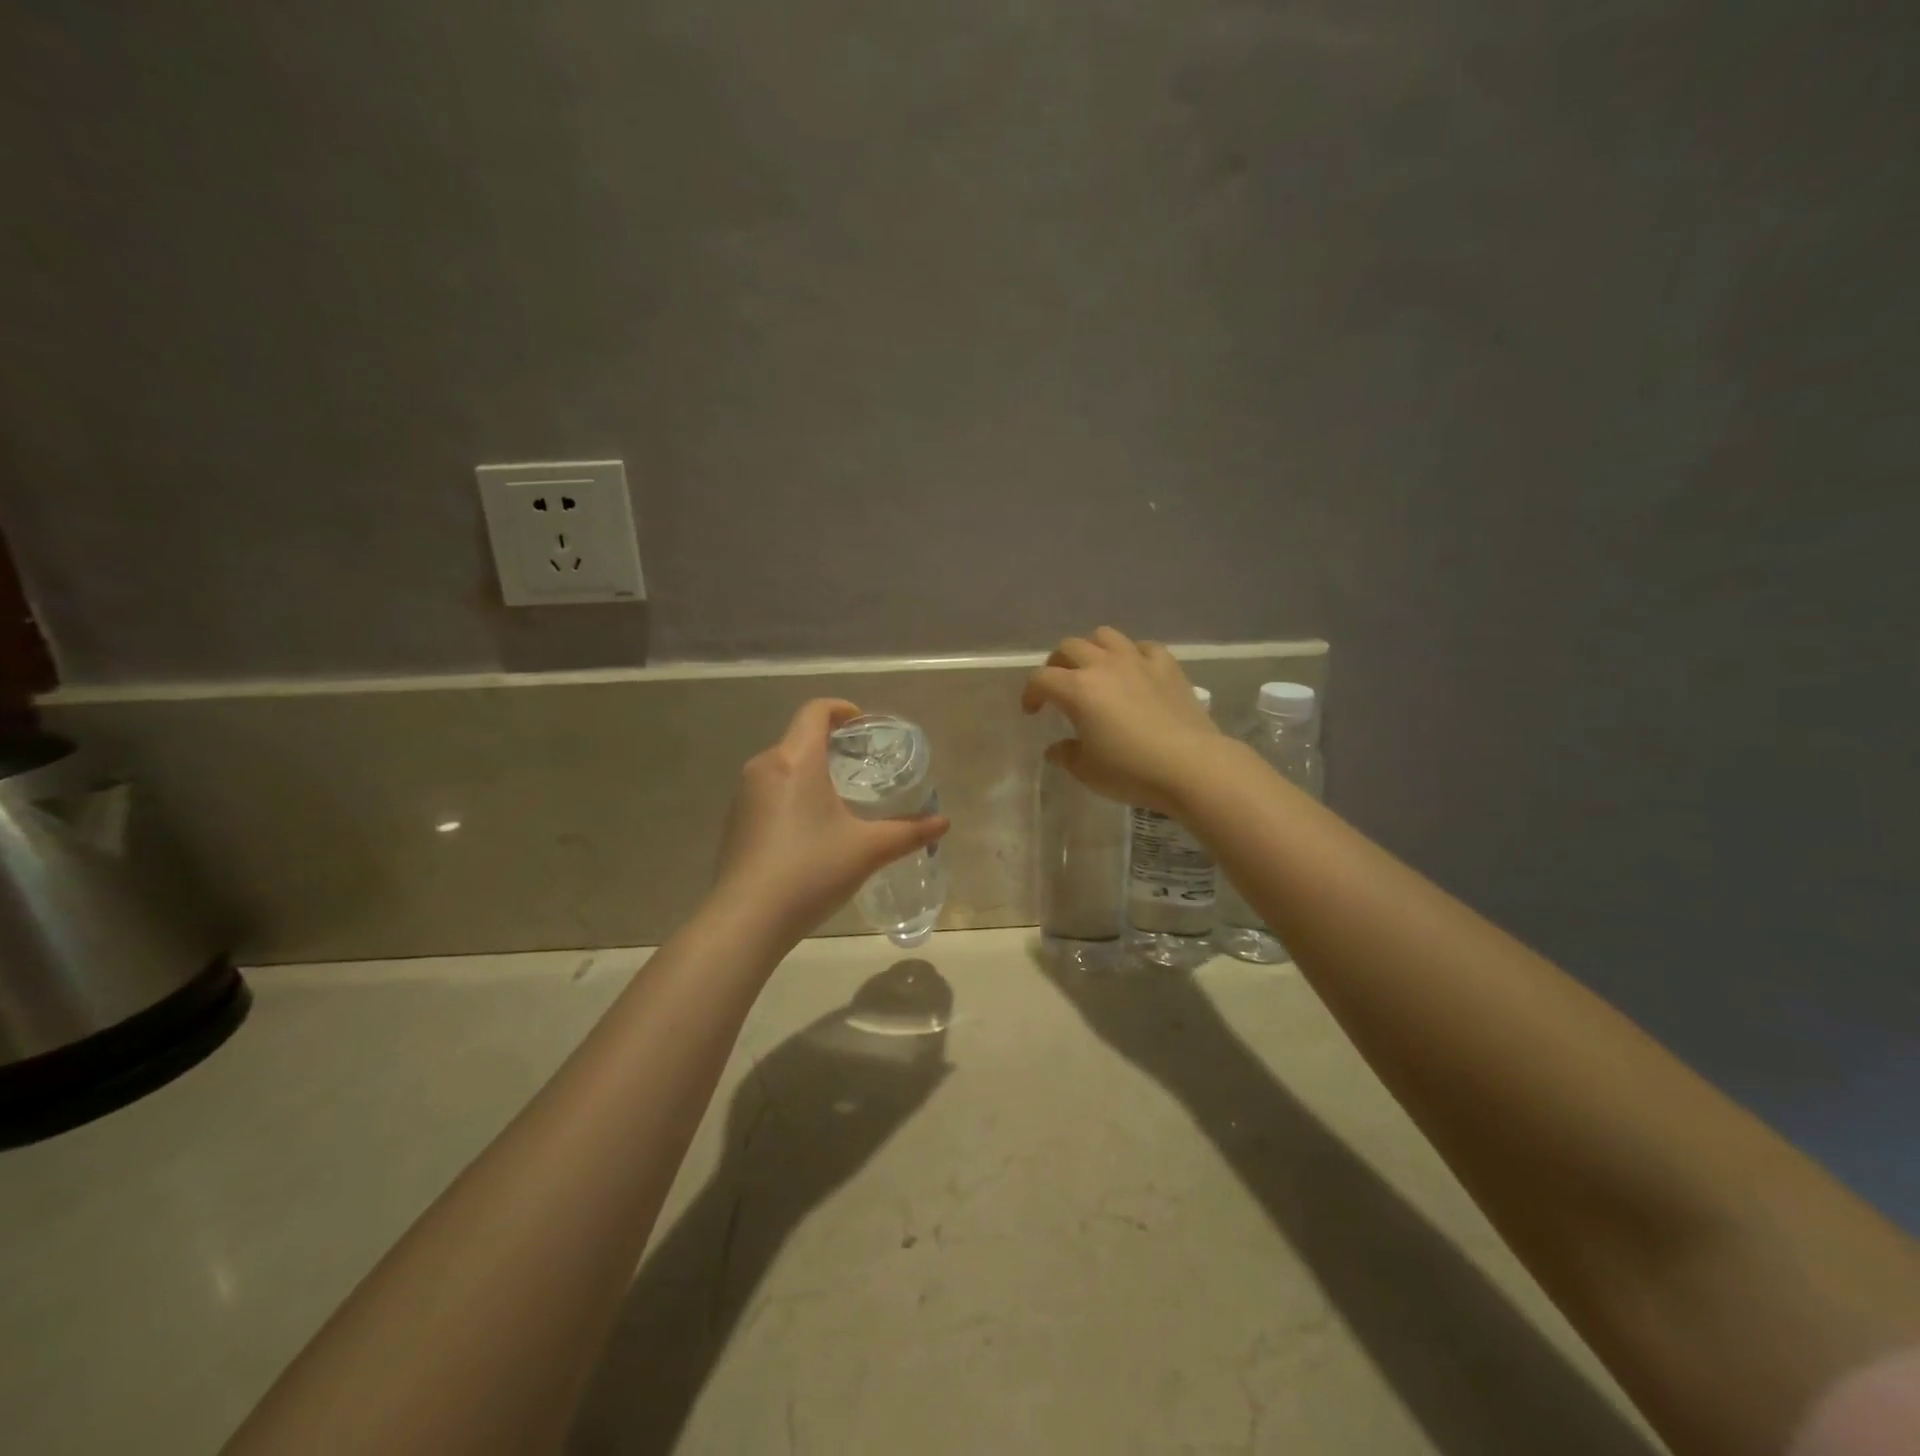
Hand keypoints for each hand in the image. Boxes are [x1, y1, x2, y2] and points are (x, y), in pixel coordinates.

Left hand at [713, 698, 948, 942]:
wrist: (746, 920)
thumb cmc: (811, 870)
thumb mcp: (868, 850)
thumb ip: (909, 832)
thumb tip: (943, 823)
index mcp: (797, 760)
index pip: (815, 711)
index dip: (841, 709)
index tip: (863, 725)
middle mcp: (765, 767)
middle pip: (799, 738)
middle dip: (830, 744)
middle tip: (860, 766)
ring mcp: (743, 795)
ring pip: (782, 766)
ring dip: (810, 771)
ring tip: (838, 799)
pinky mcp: (734, 822)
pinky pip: (767, 793)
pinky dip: (791, 796)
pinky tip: (808, 831)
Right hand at [1021, 626, 1221, 813]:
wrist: (1191, 766)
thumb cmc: (1131, 771)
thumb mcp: (1088, 771)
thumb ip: (1066, 755)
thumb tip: (1056, 749)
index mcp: (1077, 689)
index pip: (1041, 679)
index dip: (1030, 694)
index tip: (1032, 712)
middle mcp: (1103, 665)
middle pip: (1069, 647)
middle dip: (1057, 664)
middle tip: (1059, 687)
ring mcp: (1137, 661)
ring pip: (1105, 636)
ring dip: (1093, 649)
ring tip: (1095, 670)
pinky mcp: (1167, 666)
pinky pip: (1143, 647)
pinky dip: (1133, 655)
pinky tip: (1135, 672)